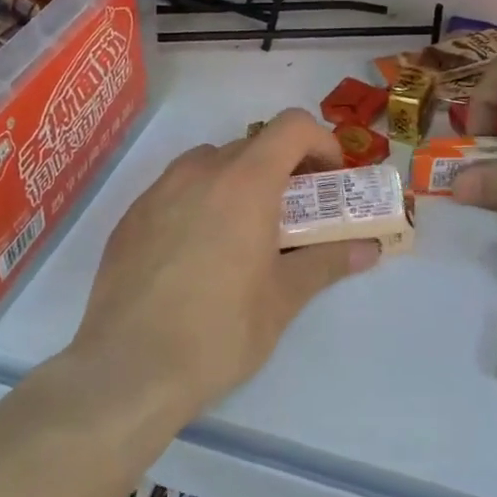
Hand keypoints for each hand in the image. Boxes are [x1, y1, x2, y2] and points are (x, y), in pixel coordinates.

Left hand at [69, 110, 380, 414]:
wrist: (128, 370)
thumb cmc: (219, 331)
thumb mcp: (283, 299)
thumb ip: (327, 262)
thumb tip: (368, 249)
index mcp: (245, 182)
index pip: (292, 126)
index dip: (321, 142)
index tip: (330, 181)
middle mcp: (200, 172)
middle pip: (253, 145)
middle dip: (283, 170)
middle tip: (295, 216)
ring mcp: (158, 191)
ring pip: (210, 164)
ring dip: (239, 181)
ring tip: (244, 233)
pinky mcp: (131, 217)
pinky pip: (176, 190)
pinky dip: (200, 202)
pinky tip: (198, 254)